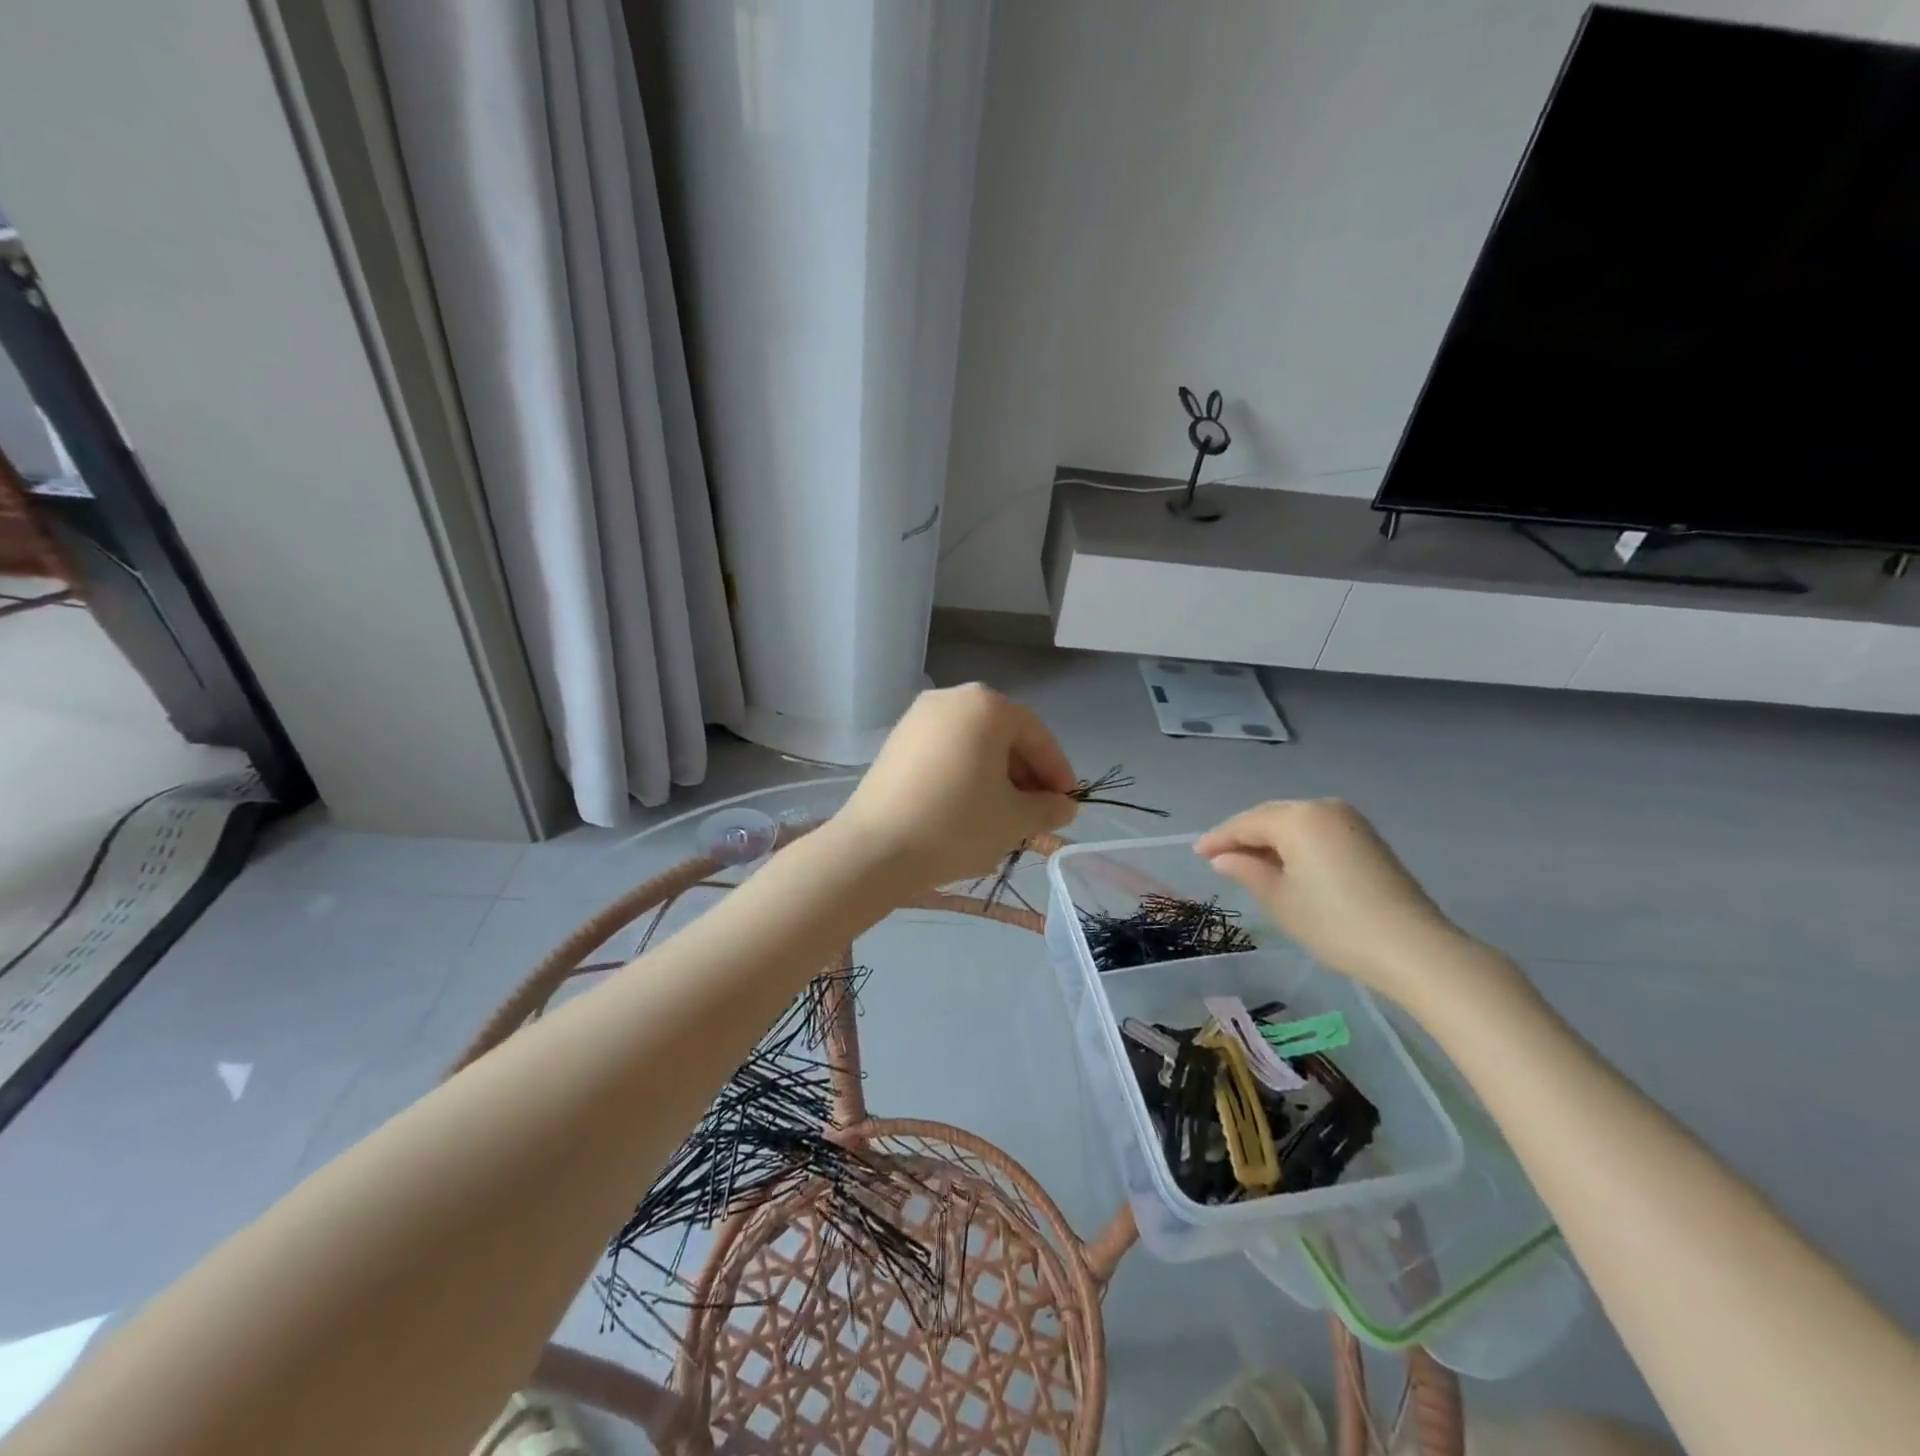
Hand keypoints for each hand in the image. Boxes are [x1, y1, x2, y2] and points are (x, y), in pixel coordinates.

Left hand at [833, 684, 1078, 887]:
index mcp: (985, 706)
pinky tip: (969, 809)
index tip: (1067, 804)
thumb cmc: (956, 825)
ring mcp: (918, 718)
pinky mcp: (896, 742)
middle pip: (1003, 736)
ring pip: (973, 745)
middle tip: (1038, 813)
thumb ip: (1047, 808)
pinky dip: (965, 775)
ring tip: (1005, 817)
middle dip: (1026, 775)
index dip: (1057, 771)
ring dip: (997, 777)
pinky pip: (946, 752)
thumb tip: (1064, 806)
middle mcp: (951, 699)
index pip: (1036, 735)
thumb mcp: (1014, 820)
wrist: (874, 849)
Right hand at [1196, 799, 1485, 1006]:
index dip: (1219, 838)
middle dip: (1243, 836)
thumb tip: (1222, 858)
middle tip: (1217, 857)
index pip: (1246, 823)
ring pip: (1295, 823)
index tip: (1197, 853)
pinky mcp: (1366, 838)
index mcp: (1298, 818)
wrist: (1412, 948)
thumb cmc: (1334, 923)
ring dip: (1269, 840)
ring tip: (1247, 863)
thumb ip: (1246, 871)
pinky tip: (1284, 864)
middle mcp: (1323, 808)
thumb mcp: (1279, 900)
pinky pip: (1316, 832)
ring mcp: (1350, 821)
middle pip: (1271, 817)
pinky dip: (1295, 845)